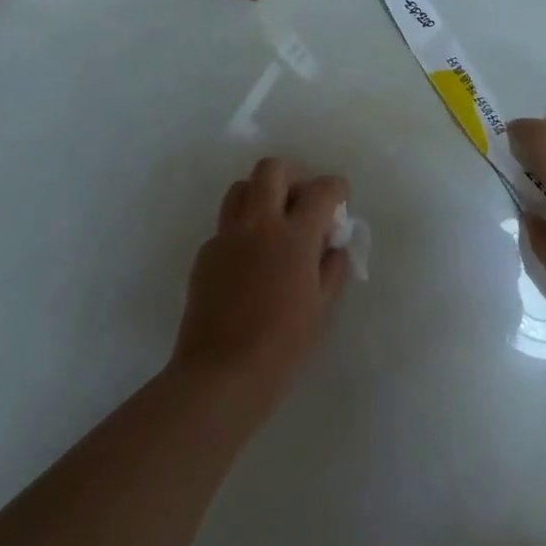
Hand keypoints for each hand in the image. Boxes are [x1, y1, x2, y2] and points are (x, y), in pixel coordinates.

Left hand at [169, 158, 348, 416]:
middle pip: (272, 169)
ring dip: (262, 194)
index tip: (339, 198)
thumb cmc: (282, 347)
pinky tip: (251, 261)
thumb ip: (330, 269)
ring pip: (241, 188)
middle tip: (303, 199)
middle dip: (293, 174)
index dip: (335, 188)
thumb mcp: (320, 308)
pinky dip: (243, 229)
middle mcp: (258, 225)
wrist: (220, 376)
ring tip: (275, 222)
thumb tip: (330, 247)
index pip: (320, 190)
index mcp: (294, 236)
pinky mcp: (205, 255)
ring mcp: (227, 237)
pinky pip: (226, 226)